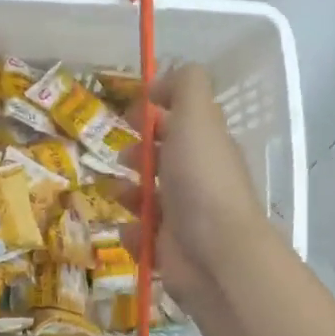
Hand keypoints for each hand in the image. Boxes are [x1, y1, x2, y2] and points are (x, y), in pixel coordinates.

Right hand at [134, 64, 275, 309]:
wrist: (215, 252)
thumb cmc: (202, 179)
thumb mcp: (197, 116)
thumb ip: (184, 86)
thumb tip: (161, 82)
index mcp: (206, 146)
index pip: (180, 121)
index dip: (153, 113)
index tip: (129, 115)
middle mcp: (197, 179)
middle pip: (160, 159)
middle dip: (136, 155)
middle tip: (124, 159)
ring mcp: (183, 216)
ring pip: (146, 198)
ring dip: (126, 194)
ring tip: (119, 196)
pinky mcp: (167, 249)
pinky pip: (139, 235)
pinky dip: (132, 232)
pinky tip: (133, 231)